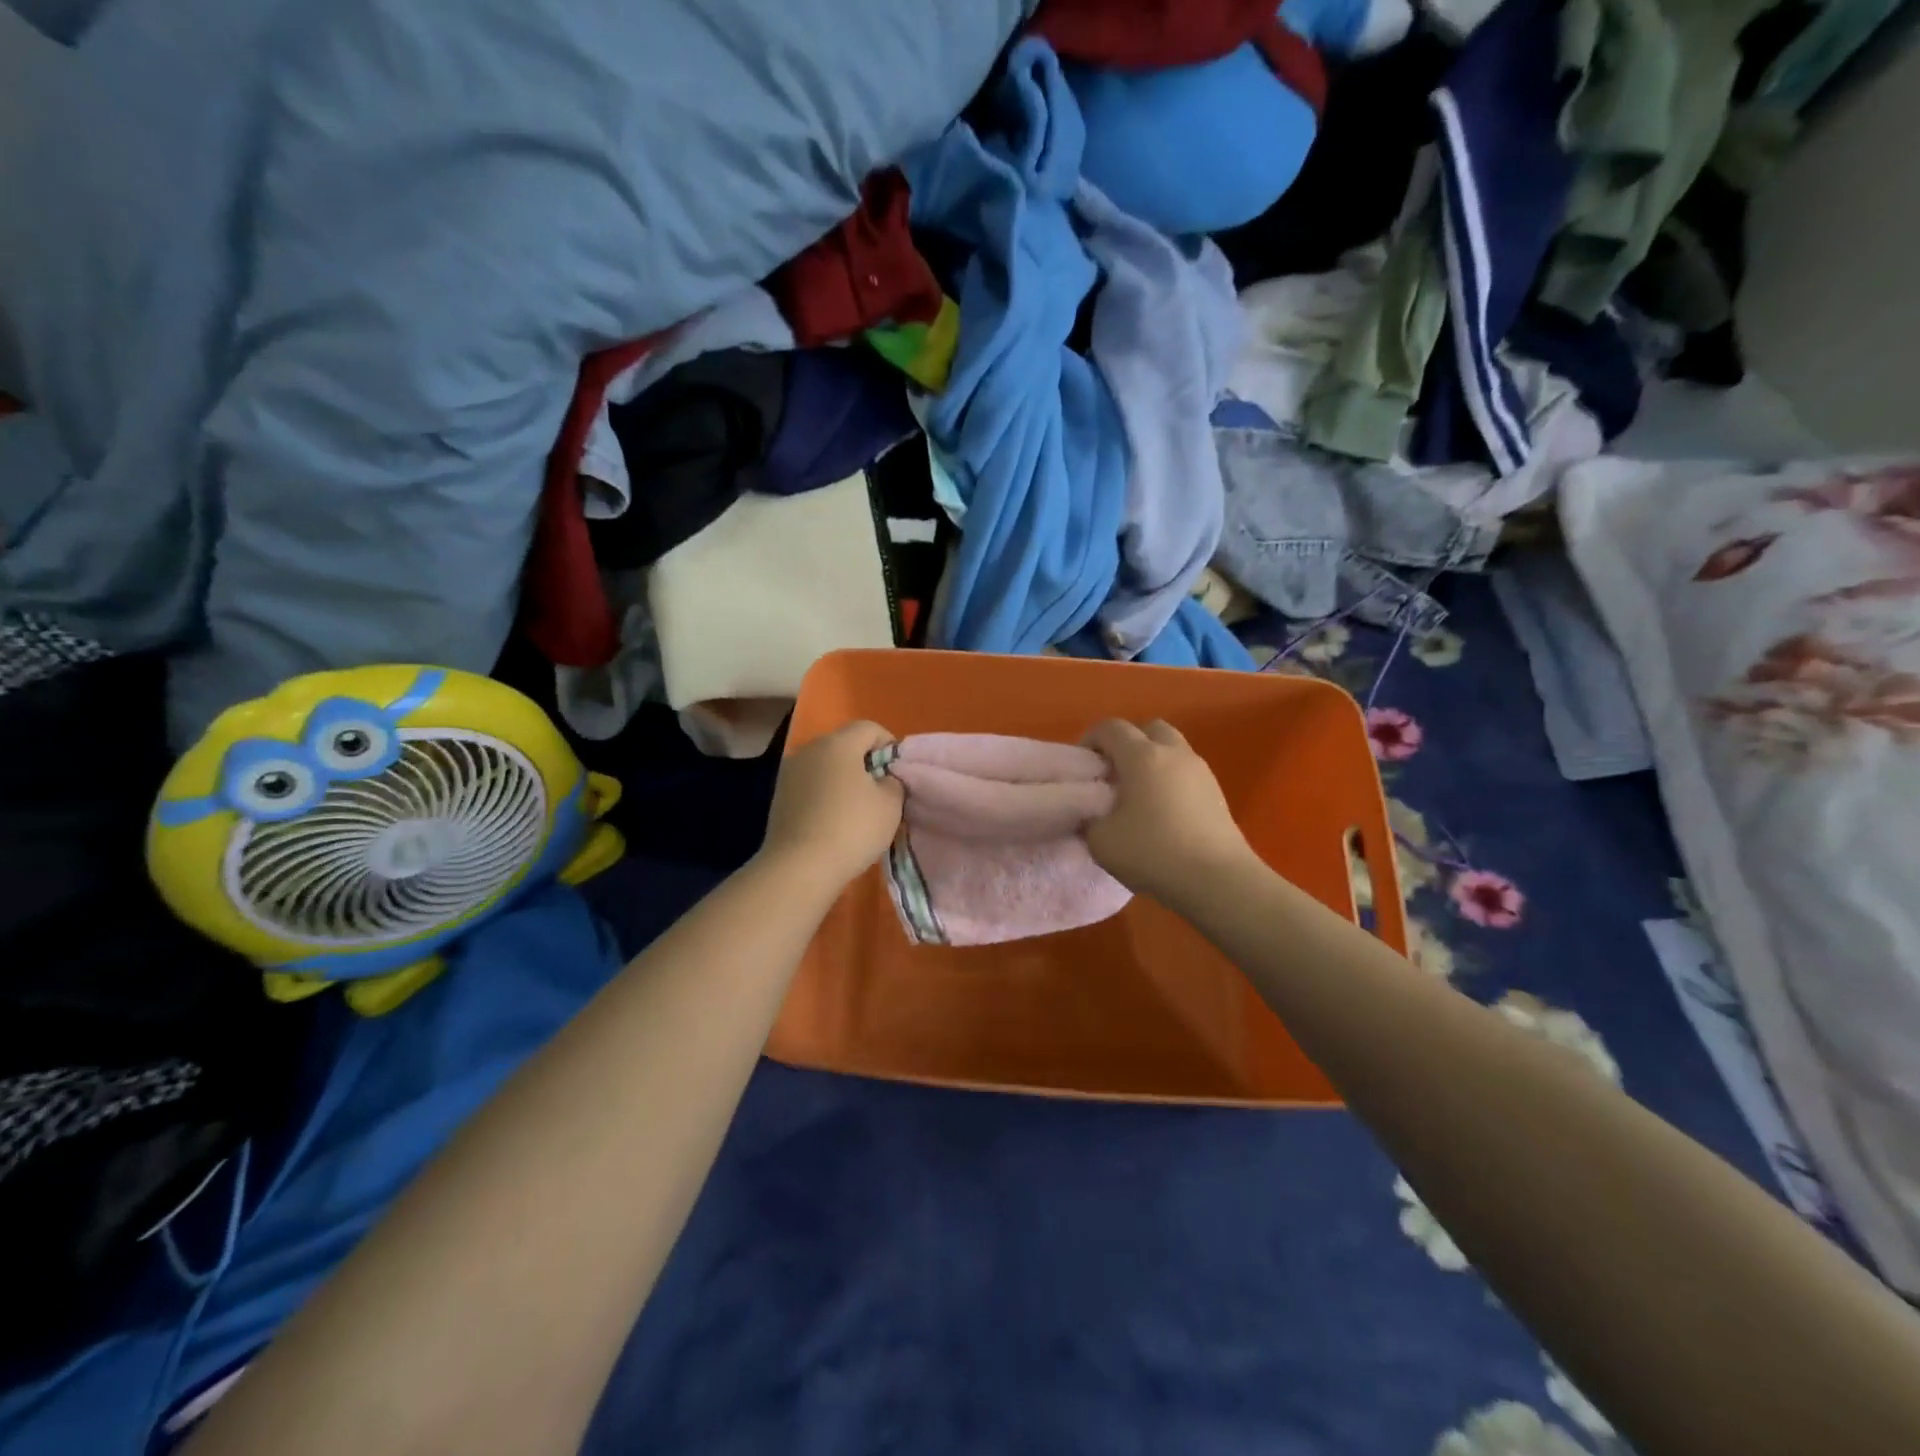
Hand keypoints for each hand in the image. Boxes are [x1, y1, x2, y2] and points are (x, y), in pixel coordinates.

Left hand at [758, 721, 903, 893]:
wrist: (799, 867)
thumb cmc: (852, 828)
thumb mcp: (891, 804)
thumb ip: (893, 782)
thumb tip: (882, 779)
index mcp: (838, 743)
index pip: (869, 728)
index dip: (888, 744)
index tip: (897, 772)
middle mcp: (809, 749)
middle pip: (844, 745)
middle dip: (864, 762)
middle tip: (880, 791)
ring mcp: (789, 772)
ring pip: (825, 765)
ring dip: (842, 779)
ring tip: (856, 809)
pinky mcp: (778, 796)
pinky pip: (810, 785)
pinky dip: (824, 794)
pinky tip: (832, 820)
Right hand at [1081, 719, 1255, 904]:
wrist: (1217, 880)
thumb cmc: (1153, 853)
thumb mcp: (1101, 841)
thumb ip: (1089, 818)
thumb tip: (1093, 812)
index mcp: (1142, 756)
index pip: (1111, 728)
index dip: (1090, 739)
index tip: (1083, 766)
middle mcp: (1173, 753)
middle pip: (1148, 729)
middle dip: (1127, 743)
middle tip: (1113, 774)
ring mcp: (1200, 771)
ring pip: (1172, 748)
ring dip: (1152, 761)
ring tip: (1138, 794)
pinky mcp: (1217, 792)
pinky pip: (1186, 772)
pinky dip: (1170, 779)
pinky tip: (1162, 811)